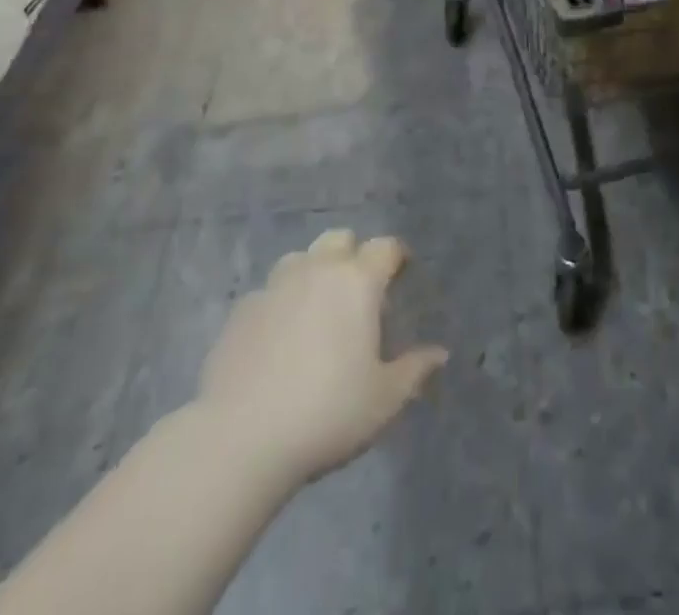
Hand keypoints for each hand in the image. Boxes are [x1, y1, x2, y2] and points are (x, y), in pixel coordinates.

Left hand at [196, 229, 447, 486]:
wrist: (239, 440)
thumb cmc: (326, 413)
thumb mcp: (385, 400)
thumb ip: (415, 369)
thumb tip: (439, 353)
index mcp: (357, 281)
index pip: (385, 247)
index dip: (396, 257)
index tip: (402, 275)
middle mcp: (316, 269)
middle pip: (340, 239)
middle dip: (353, 255)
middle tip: (359, 294)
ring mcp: (274, 286)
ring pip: (300, 259)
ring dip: (314, 273)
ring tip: (317, 313)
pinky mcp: (241, 311)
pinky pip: (269, 292)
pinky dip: (281, 304)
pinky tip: (279, 341)